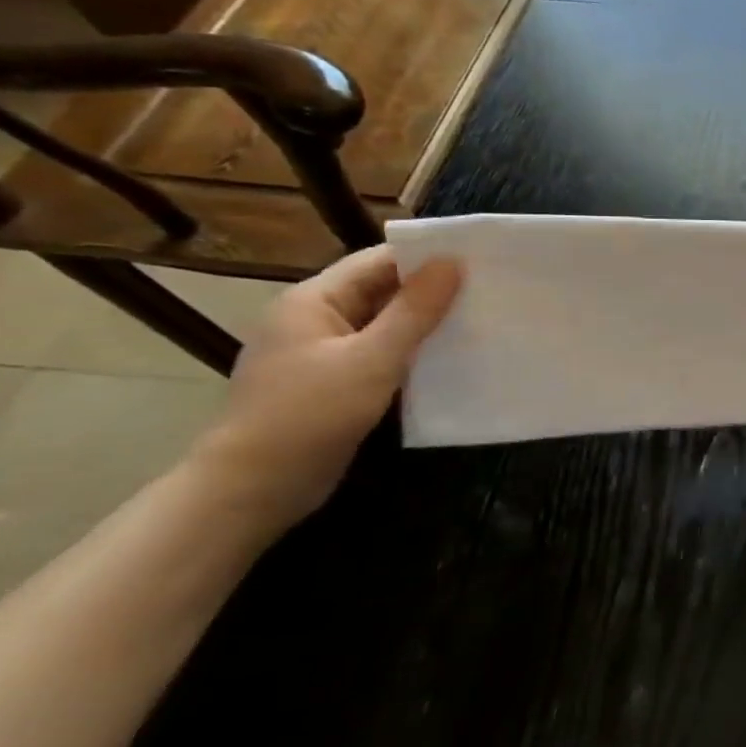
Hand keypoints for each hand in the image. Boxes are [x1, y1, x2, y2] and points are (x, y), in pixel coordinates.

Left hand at [193, 246, 462, 536]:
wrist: (253, 489)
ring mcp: (323, 353)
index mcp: (313, 301)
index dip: (427, 257)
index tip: (481, 258)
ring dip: (427, 323)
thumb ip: (414, 310)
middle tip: (492, 289)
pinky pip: (381, 354)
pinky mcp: (334, 383)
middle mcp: (315, 319)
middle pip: (382, 291)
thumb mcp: (371, 359)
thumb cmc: (309, 415)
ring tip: (483, 320)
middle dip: (433, 290)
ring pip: (385, 325)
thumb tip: (453, 263)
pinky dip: (413, 352)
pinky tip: (452, 359)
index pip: (378, 262)